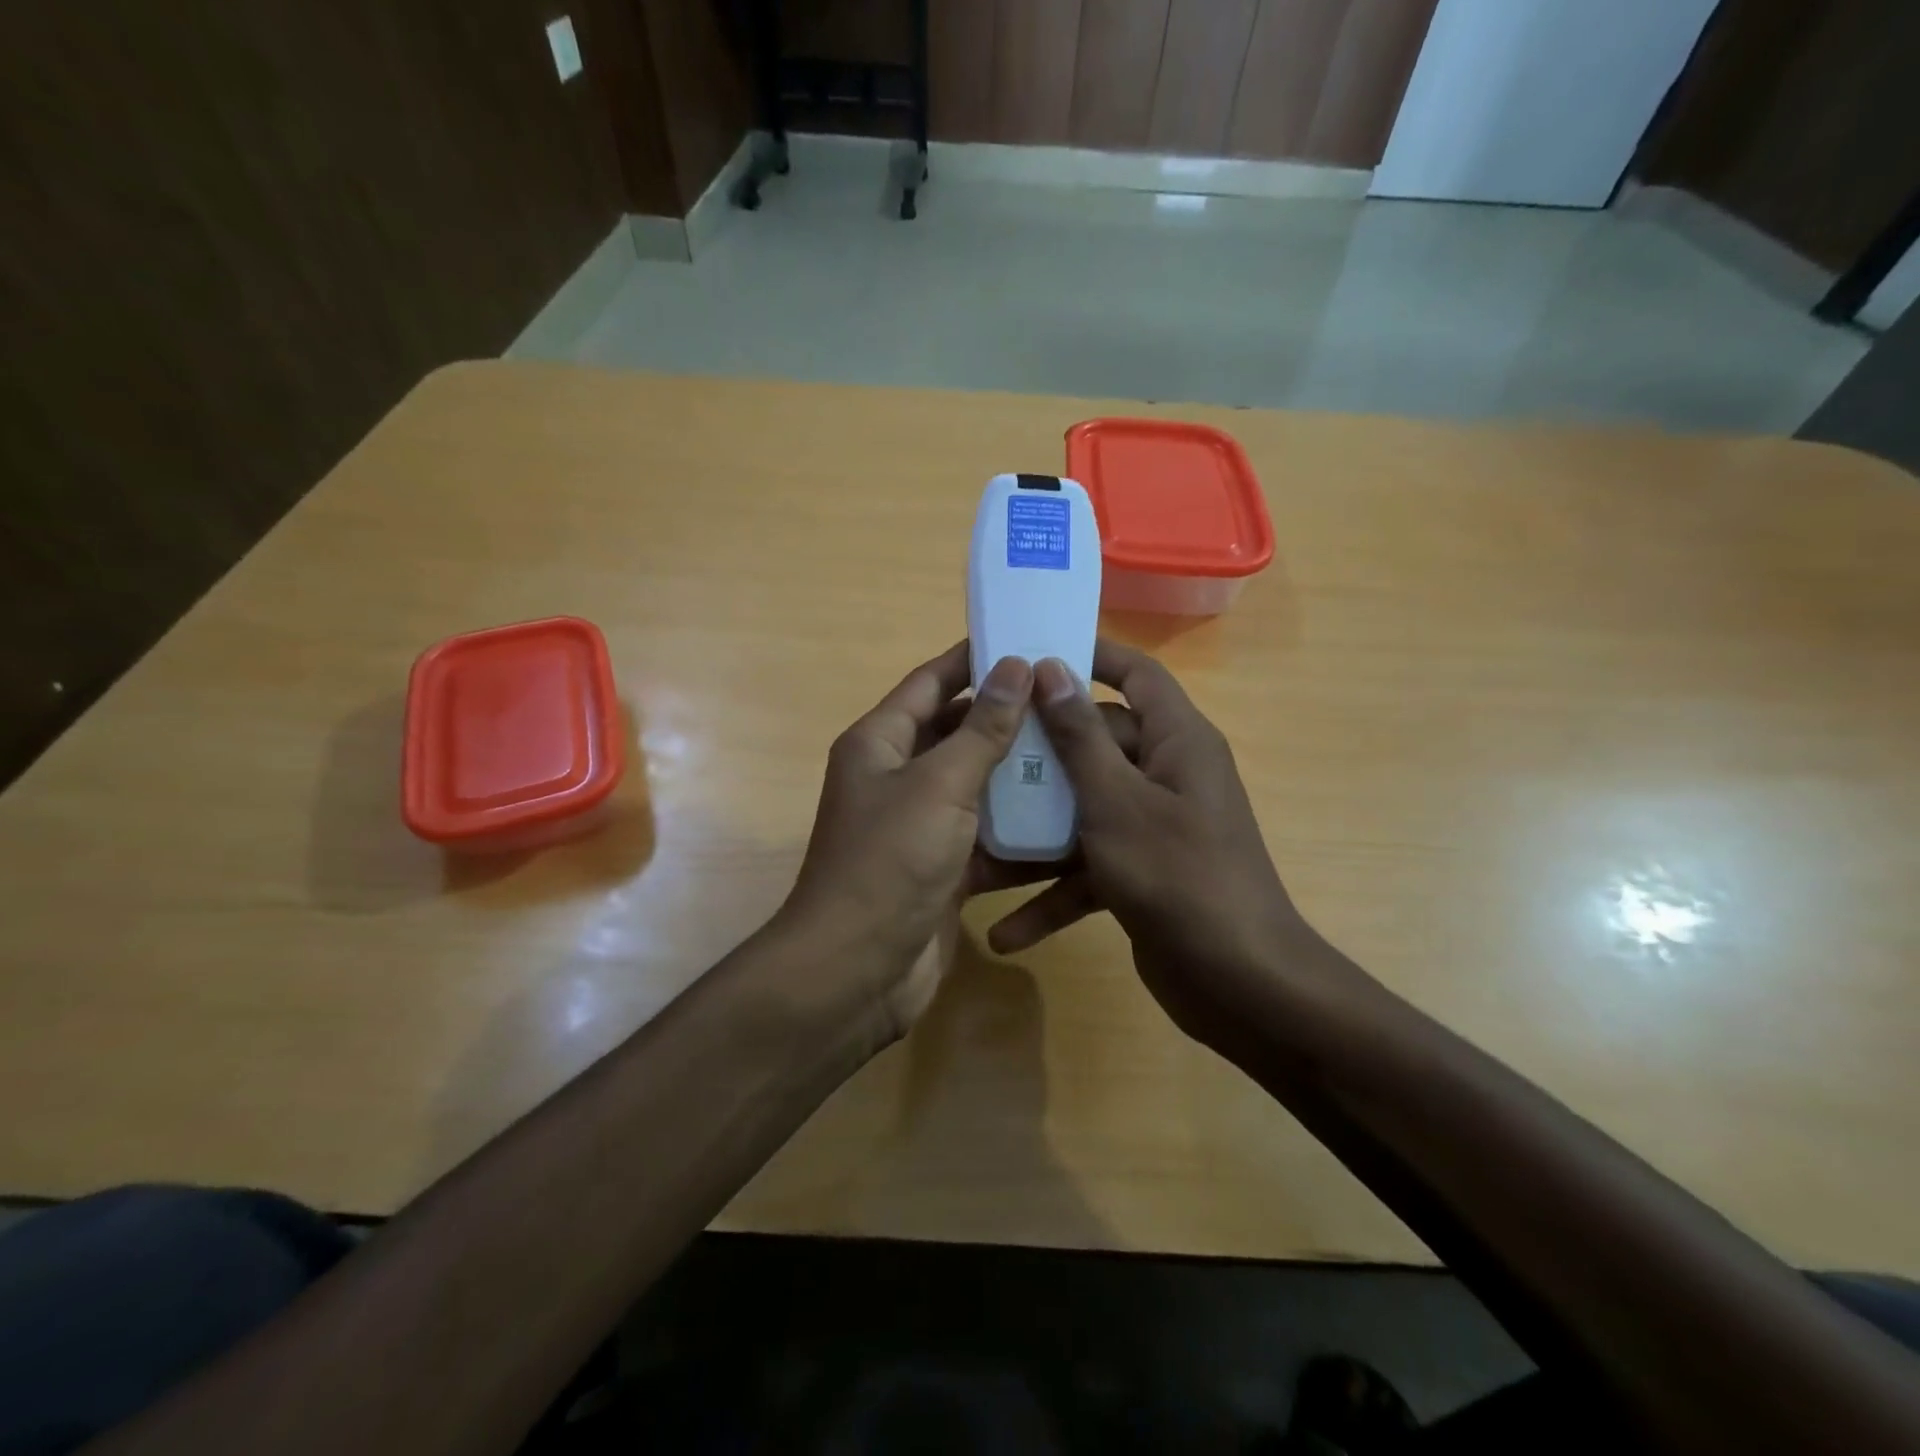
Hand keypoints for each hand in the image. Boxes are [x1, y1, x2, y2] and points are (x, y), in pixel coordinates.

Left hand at [783, 642, 1036, 1039]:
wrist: (858, 971)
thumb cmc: (889, 861)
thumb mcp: (939, 785)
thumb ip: (981, 729)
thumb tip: (1015, 666)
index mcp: (880, 743)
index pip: (931, 682)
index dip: (974, 659)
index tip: (1027, 640)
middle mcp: (897, 777)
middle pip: (958, 733)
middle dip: (1009, 719)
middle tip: (1070, 701)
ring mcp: (921, 826)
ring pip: (978, 787)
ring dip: (1021, 776)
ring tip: (1083, 753)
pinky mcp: (944, 869)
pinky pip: (988, 838)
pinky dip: (1021, 833)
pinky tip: (1073, 822)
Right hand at [985, 640, 1326, 1044]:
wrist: (1240, 984)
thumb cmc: (1178, 875)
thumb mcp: (1116, 801)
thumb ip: (1080, 736)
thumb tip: (1052, 667)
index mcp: (1177, 741)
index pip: (1137, 674)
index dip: (1091, 655)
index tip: (1032, 652)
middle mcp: (1167, 776)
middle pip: (1097, 745)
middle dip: (1040, 757)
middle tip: (978, 753)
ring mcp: (1154, 828)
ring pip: (1084, 810)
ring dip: (1036, 835)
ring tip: (974, 841)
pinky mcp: (1140, 874)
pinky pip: (1088, 870)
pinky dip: (1053, 897)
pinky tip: (1005, 932)